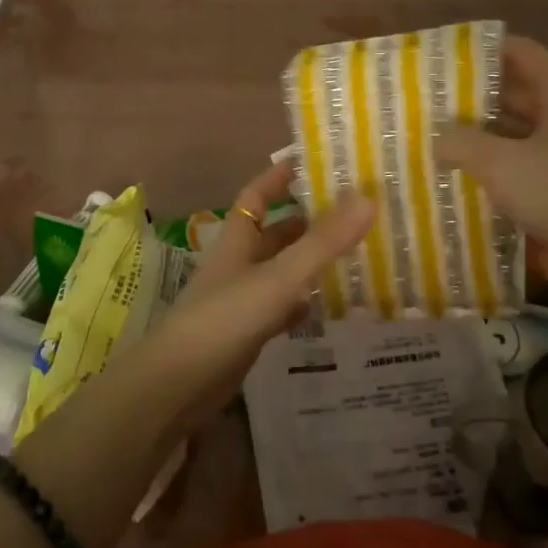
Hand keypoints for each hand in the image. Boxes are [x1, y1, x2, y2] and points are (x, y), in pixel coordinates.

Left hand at [120, 158, 374, 429]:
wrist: (179, 384)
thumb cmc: (224, 318)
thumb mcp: (278, 277)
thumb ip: (322, 242)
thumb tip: (369, 199)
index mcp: (238, 239)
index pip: (257, 195)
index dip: (280, 176)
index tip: (314, 163)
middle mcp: (239, 262)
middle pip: (276, 232)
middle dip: (310, 220)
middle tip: (355, 213)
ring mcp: (243, 298)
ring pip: (282, 269)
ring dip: (311, 261)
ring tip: (356, 253)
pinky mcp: (248, 331)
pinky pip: (282, 306)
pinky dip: (305, 302)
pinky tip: (331, 304)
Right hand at [435, 36, 547, 302]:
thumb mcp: (501, 165)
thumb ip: (461, 143)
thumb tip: (436, 138)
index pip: (516, 50)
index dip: (477, 50)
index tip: (437, 59)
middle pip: (513, 88)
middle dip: (470, 95)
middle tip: (424, 101)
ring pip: (514, 126)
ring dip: (479, 131)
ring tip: (433, 135)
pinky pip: (521, 157)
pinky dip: (494, 160)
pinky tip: (460, 171)